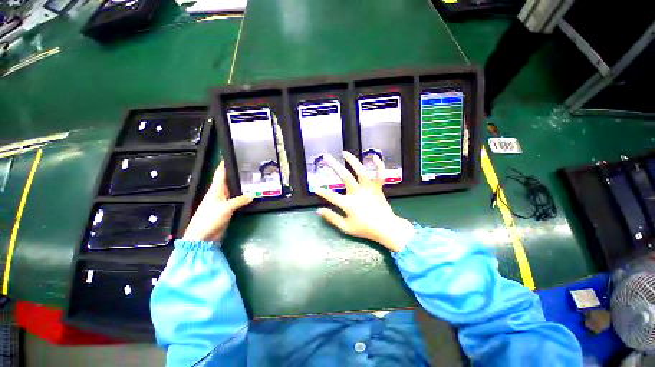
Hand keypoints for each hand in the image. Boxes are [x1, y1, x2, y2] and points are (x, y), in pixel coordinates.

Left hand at [182, 161, 253, 240]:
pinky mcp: (228, 209)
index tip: (231, 155)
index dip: (224, 164)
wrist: (202, 236)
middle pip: (228, 180)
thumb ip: (239, 200)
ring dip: (241, 185)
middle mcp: (220, 193)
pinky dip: (244, 196)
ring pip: (234, 190)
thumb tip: (253, 194)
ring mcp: (224, 201)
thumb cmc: (209, 218)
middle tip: (250, 167)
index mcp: (215, 189)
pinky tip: (251, 194)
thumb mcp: (225, 208)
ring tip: (253, 178)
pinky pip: (237, 200)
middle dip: (237, 173)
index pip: (220, 173)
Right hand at [315, 152, 414, 251]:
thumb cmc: (365, 229)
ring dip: (353, 161)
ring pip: (361, 171)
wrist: (386, 228)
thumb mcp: (346, 227)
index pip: (331, 196)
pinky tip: (374, 156)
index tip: (315, 187)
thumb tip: (318, 210)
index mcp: (349, 204)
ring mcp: (369, 189)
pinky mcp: (378, 188)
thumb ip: (332, 218)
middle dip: (334, 166)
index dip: (322, 191)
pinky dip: (379, 165)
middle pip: (345, 177)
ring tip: (345, 153)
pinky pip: (380, 174)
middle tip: (326, 157)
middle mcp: (358, 193)